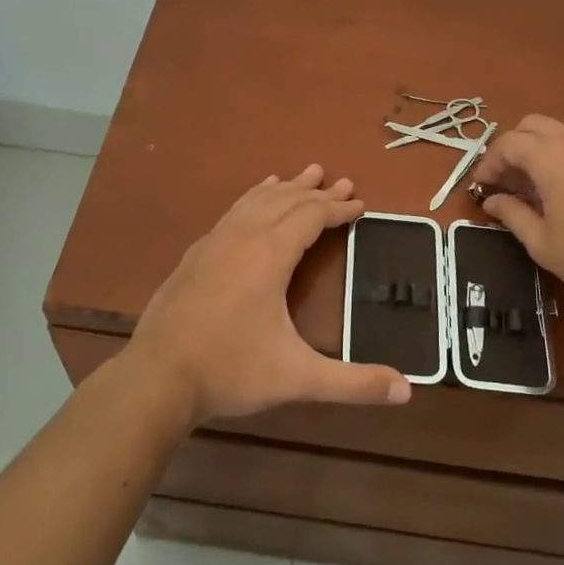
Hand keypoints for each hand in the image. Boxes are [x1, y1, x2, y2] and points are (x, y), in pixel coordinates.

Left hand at [123, 165, 411, 423]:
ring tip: (305, 174)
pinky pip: (233, 211)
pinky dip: (253, 197)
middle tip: (343, 181)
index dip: (338, 208)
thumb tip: (407, 391)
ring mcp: (215, 241)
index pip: (312, 216)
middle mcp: (243, 236)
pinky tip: (254, 198)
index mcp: (270, 254)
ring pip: (257, 200)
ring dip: (286, 187)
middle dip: (318, 191)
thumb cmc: (230, 371)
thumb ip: (353, 383)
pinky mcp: (196, 254)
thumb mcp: (297, 378)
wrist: (157, 377)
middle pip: (287, 200)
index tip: (360, 203)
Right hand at [469, 116, 563, 324]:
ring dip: (539, 150)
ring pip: (560, 133)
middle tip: (505, 181)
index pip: (508, 143)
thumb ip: (512, 215)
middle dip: (512, 148)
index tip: (481, 187)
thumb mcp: (542, 243)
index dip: (488, 163)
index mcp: (550, 157)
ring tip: (534, 188)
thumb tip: (492, 201)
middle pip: (533, 126)